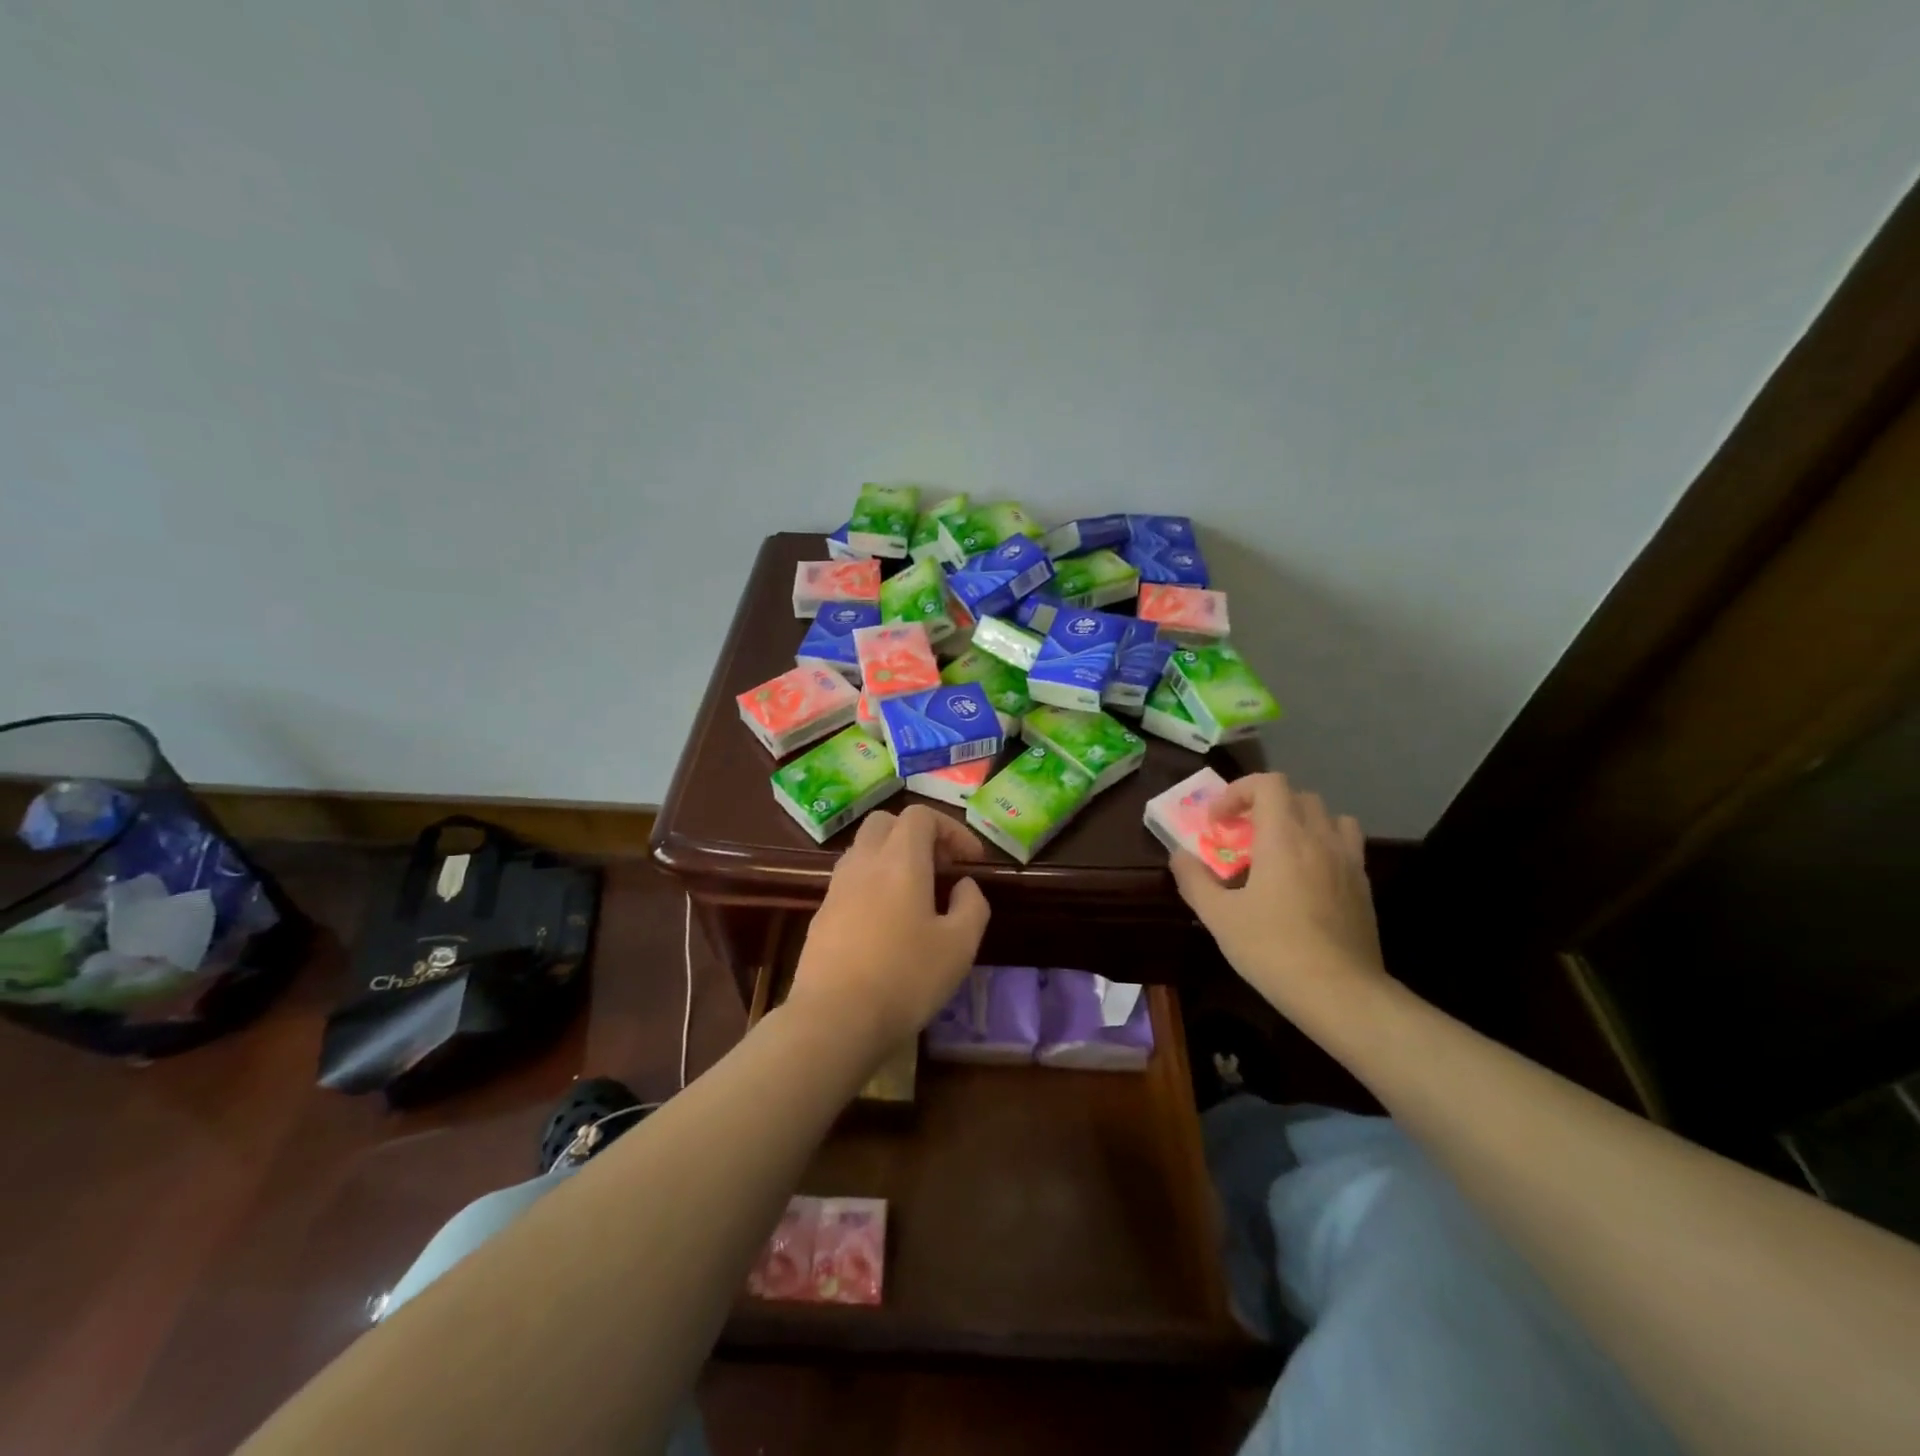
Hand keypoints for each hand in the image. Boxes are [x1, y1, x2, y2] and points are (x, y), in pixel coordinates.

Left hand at [786, 806, 991, 1057]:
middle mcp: (864, 862)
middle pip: (886, 823)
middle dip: (917, 836)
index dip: (951, 829)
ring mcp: (836, 888)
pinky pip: (850, 881)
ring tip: (915, 896)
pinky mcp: (821, 915)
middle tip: (940, 869)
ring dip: (892, 859)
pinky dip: (873, 884)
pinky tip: (886, 924)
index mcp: (899, 860)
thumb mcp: (960, 946)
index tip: (970, 862)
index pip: (921, 816)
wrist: (833, 1019)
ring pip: (864, 850)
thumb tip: (964, 886)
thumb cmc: (905, 977)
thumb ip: (972, 906)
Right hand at [1169, 773, 1384, 1014]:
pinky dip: (1323, 846)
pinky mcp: (1363, 885)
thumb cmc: (1273, 949)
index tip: (1218, 823)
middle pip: (1297, 796)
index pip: (1267, 783)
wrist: (1340, 993)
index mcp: (1283, 837)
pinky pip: (1345, 846)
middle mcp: (1319, 838)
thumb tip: (1179, 856)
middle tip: (1242, 836)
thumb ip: (1194, 880)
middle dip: (1265, 806)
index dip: (1238, 792)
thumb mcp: (1219, 918)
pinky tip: (1306, 879)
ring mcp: (1348, 861)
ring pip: (1328, 817)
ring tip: (1280, 850)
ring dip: (1300, 821)